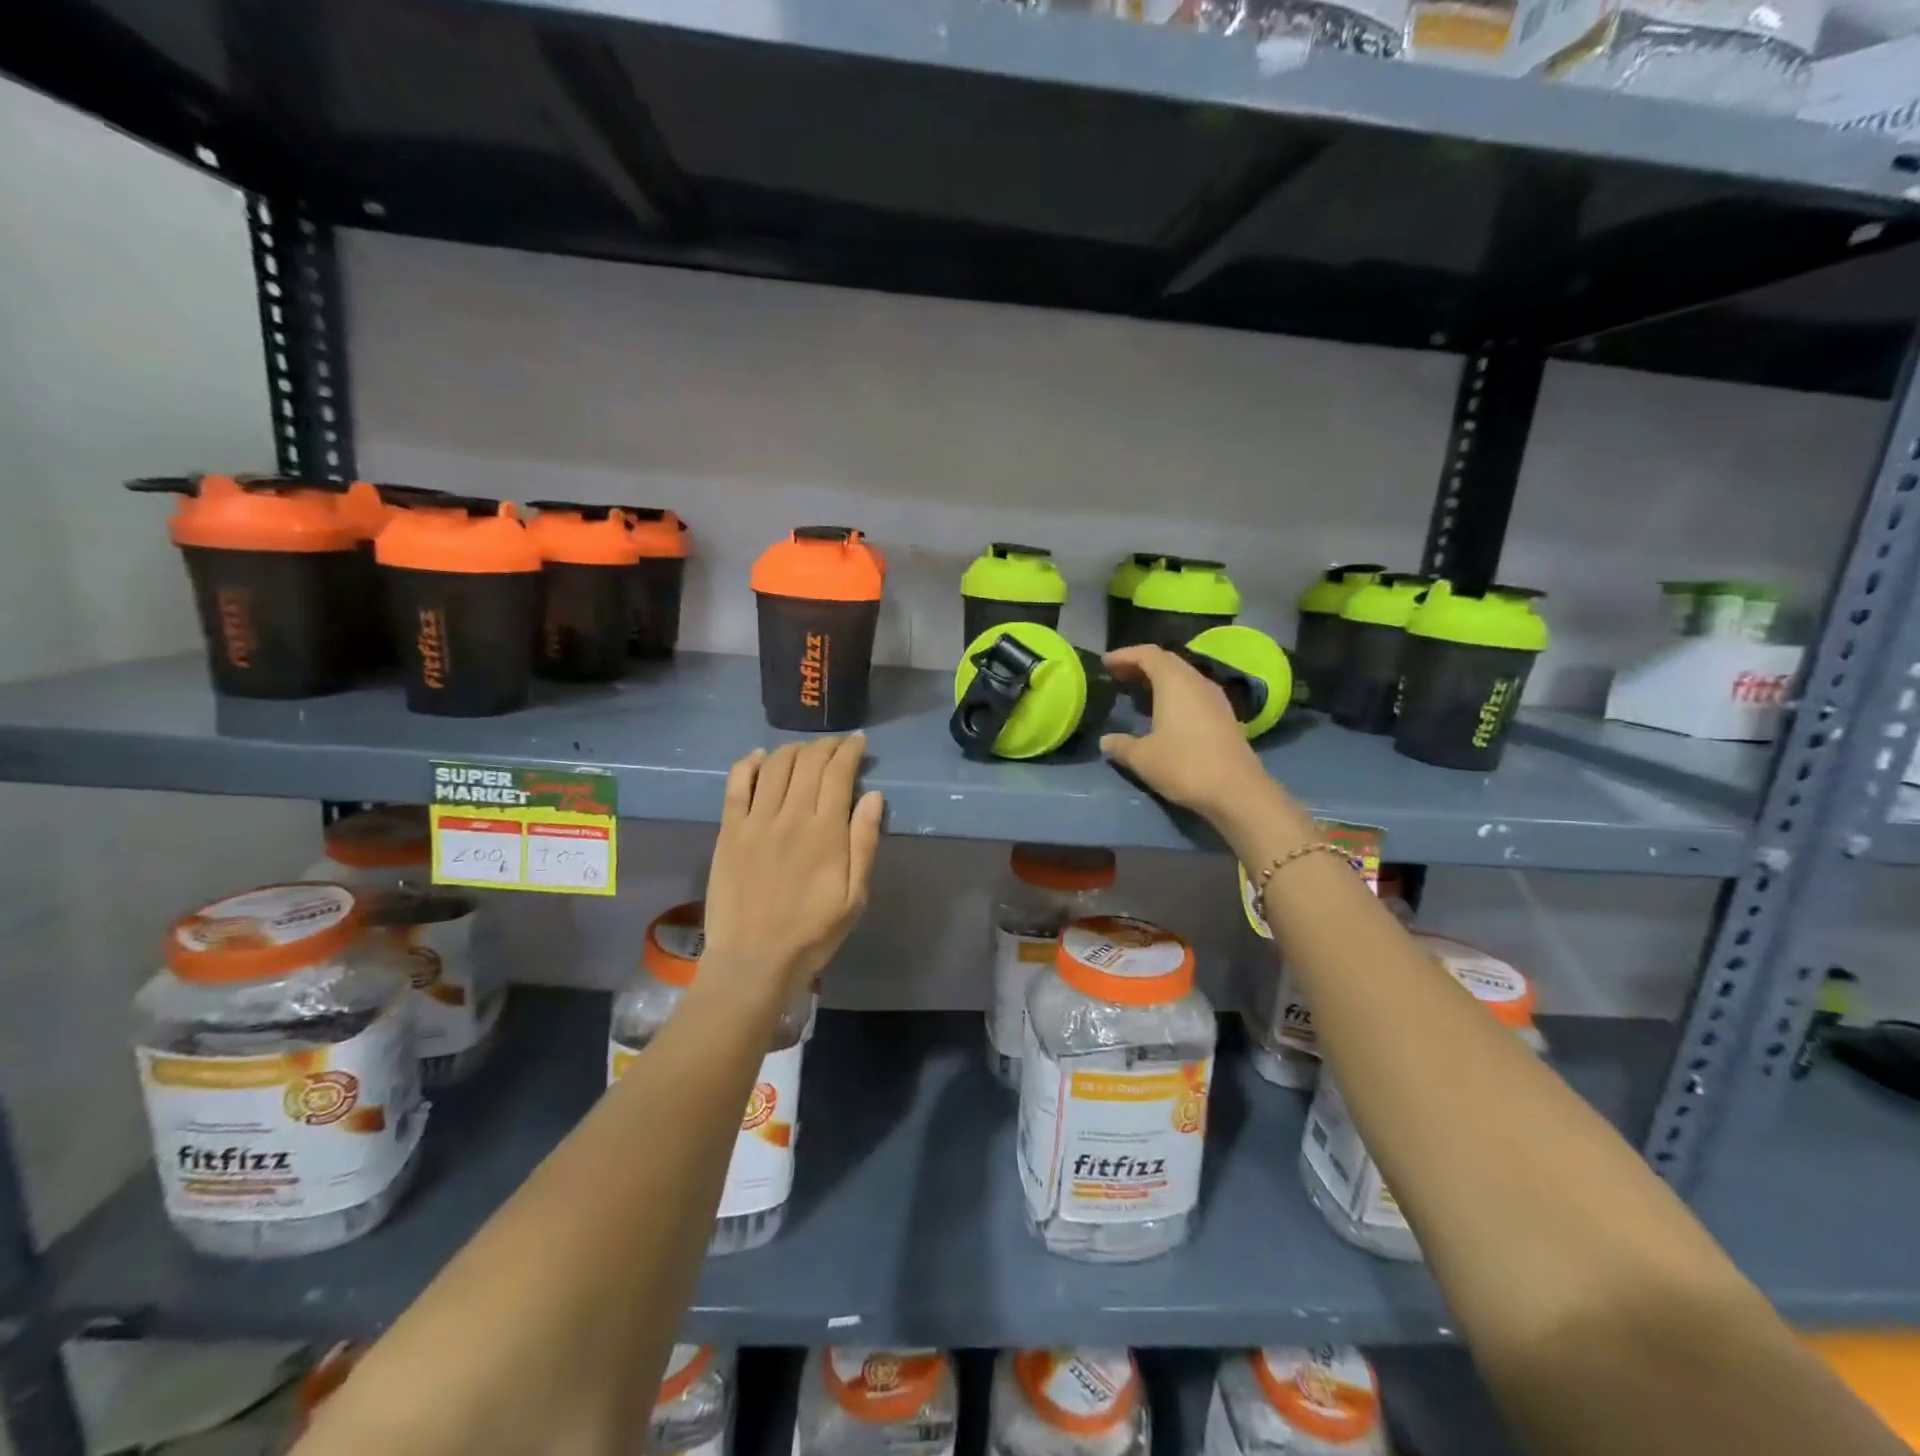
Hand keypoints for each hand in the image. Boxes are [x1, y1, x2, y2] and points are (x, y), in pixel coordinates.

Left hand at [702, 736, 883, 999]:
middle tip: (836, 745)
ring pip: (775, 766)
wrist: (753, 960)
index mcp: (825, 832)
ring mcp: (755, 821)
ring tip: (804, 750)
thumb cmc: (812, 932)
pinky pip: (736, 784)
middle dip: (826, 746)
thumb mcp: (855, 896)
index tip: (859, 742)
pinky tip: (759, 757)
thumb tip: (873, 796)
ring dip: (793, 750)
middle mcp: (790, 816)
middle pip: (808, 762)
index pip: (838, 773)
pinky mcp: (729, 831)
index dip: (850, 751)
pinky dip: (748, 763)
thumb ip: (864, 843)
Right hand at [1100, 646, 1272, 821]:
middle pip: (1167, 662)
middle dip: (1141, 665)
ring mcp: (1215, 698)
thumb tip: (1106, 740)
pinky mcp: (1225, 716)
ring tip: (1138, 693)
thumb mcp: (1142, 757)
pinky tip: (1165, 713)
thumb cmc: (1184, 765)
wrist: (1237, 791)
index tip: (1105, 663)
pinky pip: (1194, 693)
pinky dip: (1175, 694)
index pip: (1148, 654)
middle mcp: (1197, 682)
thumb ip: (1121, 745)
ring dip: (1159, 680)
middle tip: (1119, 676)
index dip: (1125, 655)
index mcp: (1174, 682)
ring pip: (1183, 677)